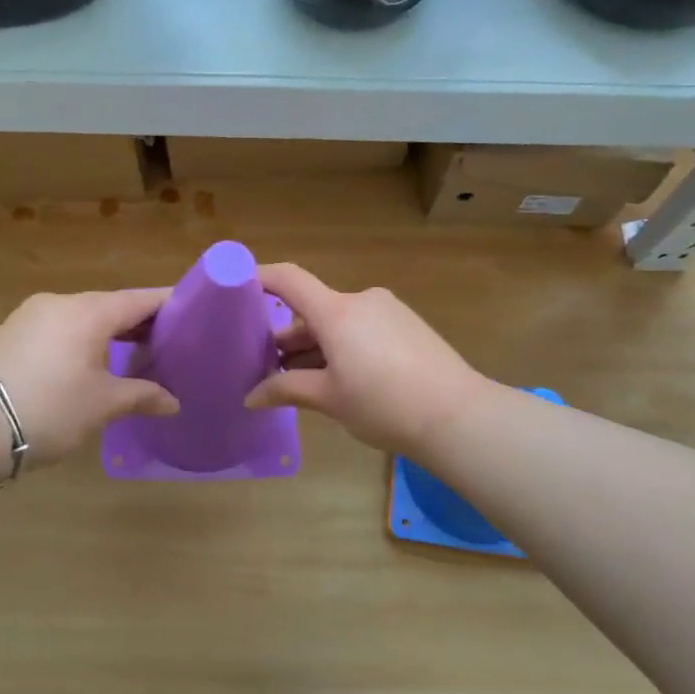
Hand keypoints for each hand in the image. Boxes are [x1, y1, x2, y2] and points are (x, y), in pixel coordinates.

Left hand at [0, 289, 178, 467]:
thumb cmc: (50, 408)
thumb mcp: (103, 404)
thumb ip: (142, 396)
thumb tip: (173, 402)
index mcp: (89, 311)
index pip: (140, 300)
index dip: (169, 305)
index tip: (194, 312)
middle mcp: (61, 302)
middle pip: (112, 306)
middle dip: (141, 323)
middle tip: (170, 342)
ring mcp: (33, 315)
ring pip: (84, 317)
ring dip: (110, 333)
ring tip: (135, 355)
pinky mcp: (14, 332)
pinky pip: (61, 328)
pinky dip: (83, 339)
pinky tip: (93, 363)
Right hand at [245, 264, 486, 455]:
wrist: (458, 416)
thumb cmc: (384, 404)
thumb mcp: (330, 399)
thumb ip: (287, 390)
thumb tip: (250, 396)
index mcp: (337, 311)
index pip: (289, 279)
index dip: (260, 277)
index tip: (235, 288)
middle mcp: (361, 301)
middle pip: (313, 309)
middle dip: (288, 336)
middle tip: (266, 368)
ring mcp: (388, 311)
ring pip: (338, 322)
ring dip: (316, 346)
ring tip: (299, 381)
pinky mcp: (407, 325)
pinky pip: (362, 329)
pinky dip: (342, 346)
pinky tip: (338, 379)